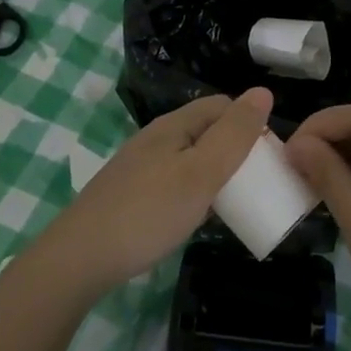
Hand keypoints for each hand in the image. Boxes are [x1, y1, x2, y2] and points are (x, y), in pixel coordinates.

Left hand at [44, 88, 274, 296]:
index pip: (223, 105)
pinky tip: (198, 217)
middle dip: (236, 150)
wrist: (80, 258)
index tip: (270, 158)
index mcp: (174, 125)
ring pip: (192, 158)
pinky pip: (176, 182)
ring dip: (217, 174)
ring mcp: (142, 166)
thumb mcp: (201, 173)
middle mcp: (157, 138)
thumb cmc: (149, 212)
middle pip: (207, 131)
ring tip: (234, 203)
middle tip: (257, 184)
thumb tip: (264, 92)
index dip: (250, 123)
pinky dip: (195, 193)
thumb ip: (234, 134)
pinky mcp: (132, 193)